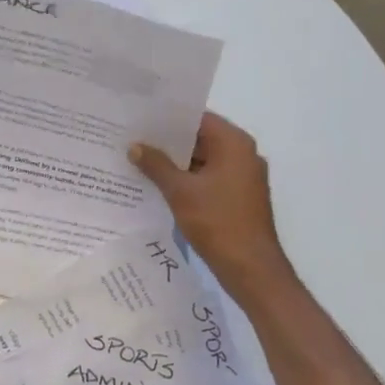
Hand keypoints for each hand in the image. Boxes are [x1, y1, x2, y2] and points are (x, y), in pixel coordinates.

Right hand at [130, 111, 290, 295]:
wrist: (251, 267)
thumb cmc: (217, 221)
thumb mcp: (180, 191)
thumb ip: (156, 165)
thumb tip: (135, 146)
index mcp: (234, 143)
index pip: (198, 118)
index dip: (169, 118)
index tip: (141, 118)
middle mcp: (243, 154)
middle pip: (201, 139)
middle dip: (169, 142)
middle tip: (134, 139)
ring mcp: (243, 177)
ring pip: (204, 161)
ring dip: (176, 163)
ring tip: (140, 161)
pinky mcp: (239, 197)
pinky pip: (209, 179)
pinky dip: (188, 180)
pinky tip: (160, 186)